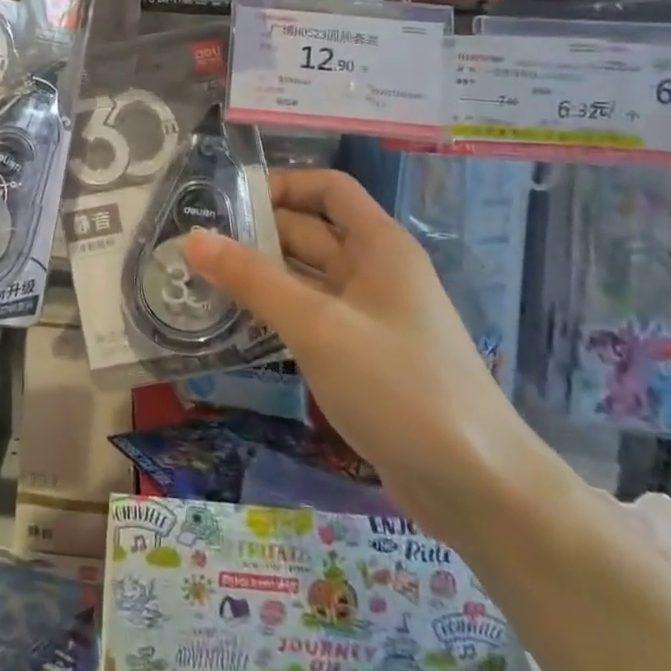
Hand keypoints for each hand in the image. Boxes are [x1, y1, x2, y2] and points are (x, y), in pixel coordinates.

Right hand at [185, 168, 546, 548]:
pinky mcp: (364, 356)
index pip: (329, 189)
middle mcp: (376, 271)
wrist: (477, 486)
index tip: (228, 202)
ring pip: (308, 277)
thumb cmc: (399, 387)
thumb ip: (254, 281)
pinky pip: (313, 316)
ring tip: (202, 281)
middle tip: (195, 247)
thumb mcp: (318, 327)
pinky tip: (238, 324)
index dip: (283, 185)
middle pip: (312, 232)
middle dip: (258, 234)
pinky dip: (278, 313)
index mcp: (379, 246)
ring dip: (262, 276)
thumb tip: (194, 240)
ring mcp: (371, 316)